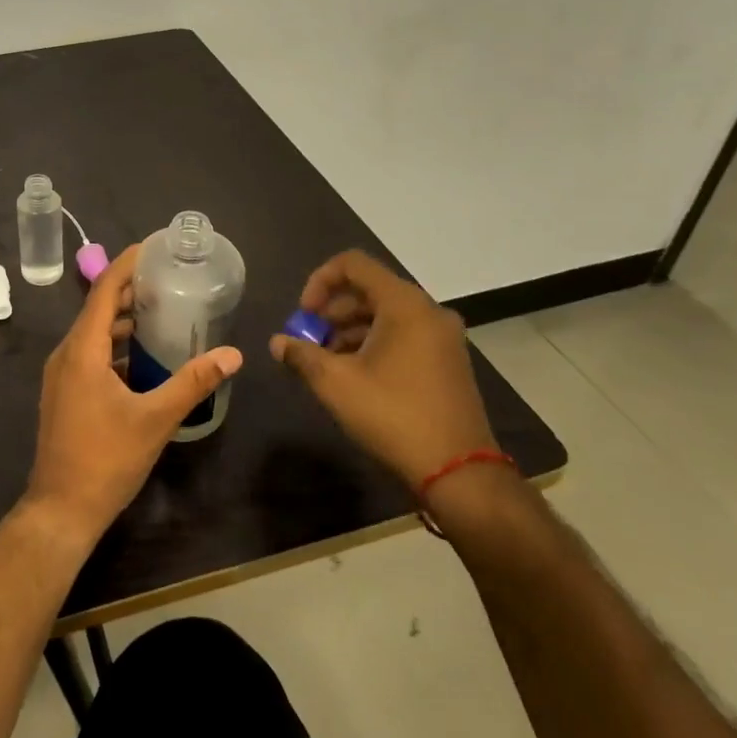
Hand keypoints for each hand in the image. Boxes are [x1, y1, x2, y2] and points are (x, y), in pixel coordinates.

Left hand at [23, 244, 242, 545]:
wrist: (61, 509)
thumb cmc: (106, 460)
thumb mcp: (155, 420)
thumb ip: (193, 382)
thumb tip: (232, 354)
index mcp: (83, 349)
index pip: (104, 289)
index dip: (127, 263)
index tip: (154, 246)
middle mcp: (66, 352)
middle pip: (99, 306)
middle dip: (131, 288)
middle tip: (169, 277)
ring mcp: (61, 373)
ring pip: (94, 331)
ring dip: (124, 318)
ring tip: (162, 310)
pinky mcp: (64, 391)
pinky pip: (90, 352)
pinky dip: (115, 344)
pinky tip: (143, 355)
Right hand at [268, 250, 493, 487]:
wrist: (459, 473)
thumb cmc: (393, 415)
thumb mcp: (335, 383)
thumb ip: (301, 355)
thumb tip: (277, 343)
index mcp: (404, 304)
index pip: (353, 264)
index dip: (319, 281)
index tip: (303, 316)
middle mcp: (428, 311)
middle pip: (368, 289)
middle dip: (331, 311)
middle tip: (309, 342)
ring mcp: (443, 337)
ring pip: (385, 314)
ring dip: (349, 330)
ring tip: (326, 362)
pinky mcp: (447, 360)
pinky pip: (403, 334)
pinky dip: (373, 343)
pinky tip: (354, 375)